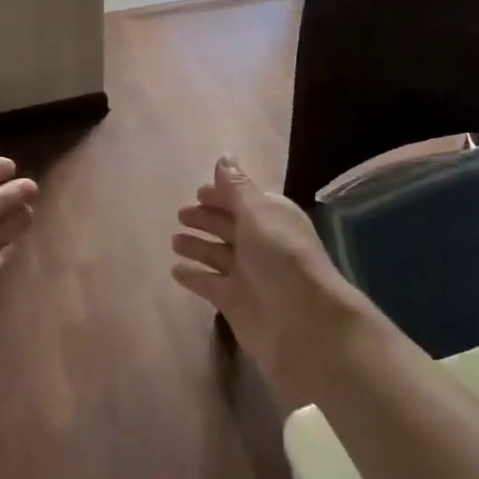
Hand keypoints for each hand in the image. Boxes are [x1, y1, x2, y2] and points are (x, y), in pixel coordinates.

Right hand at [172, 157, 374, 399]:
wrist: (303, 322)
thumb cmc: (281, 257)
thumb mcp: (258, 213)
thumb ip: (236, 187)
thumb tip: (224, 156)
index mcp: (272, 217)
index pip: (244, 200)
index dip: (222, 195)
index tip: (198, 191)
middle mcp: (261, 244)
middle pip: (229, 226)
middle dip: (207, 219)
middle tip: (181, 214)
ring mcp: (248, 274)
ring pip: (217, 255)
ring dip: (198, 246)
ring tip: (175, 240)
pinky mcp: (235, 302)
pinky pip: (209, 284)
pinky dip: (194, 277)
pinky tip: (175, 270)